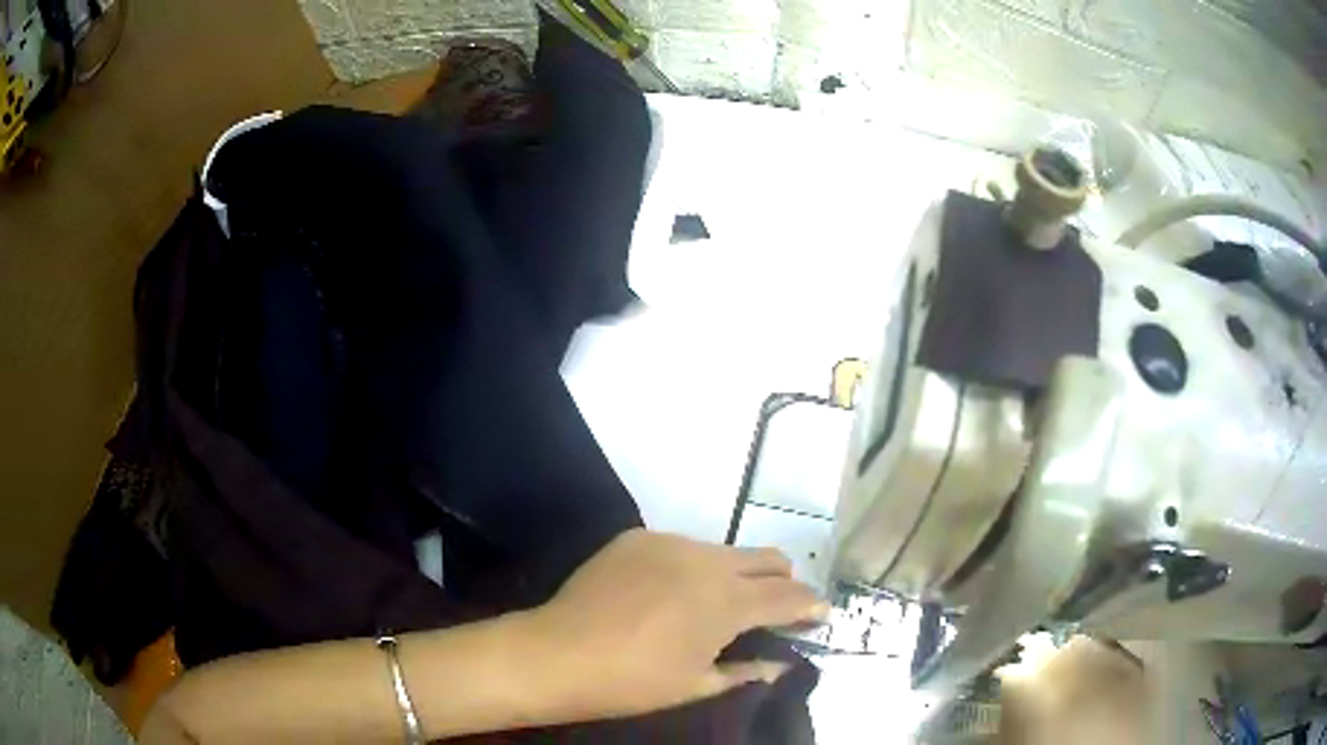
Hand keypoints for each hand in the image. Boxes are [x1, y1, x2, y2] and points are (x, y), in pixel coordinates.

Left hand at [524, 529, 827, 720]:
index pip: (789, 596)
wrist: (556, 653)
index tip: (820, 614)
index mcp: (728, 601)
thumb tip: (782, 664)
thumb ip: (748, 671)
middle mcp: (707, 560)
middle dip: (782, 582)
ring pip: (724, 551)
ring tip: (715, 605)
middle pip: (768, 559)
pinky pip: (681, 547)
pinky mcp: (636, 537)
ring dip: (735, 574)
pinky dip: (690, 568)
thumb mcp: (697, 685)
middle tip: (775, 609)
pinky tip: (668, 594)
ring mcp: (669, 543)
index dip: (811, 605)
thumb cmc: (633, 681)